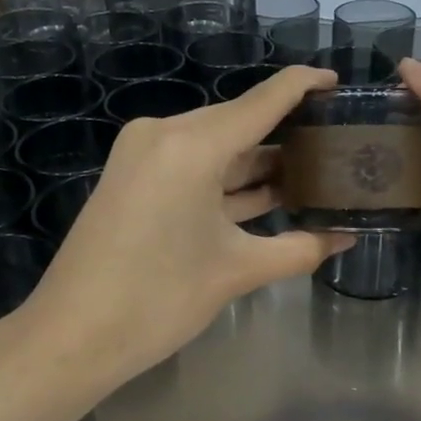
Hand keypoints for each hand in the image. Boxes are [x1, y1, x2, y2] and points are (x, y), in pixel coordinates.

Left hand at [16, 66, 353, 387]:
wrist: (72, 337)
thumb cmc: (159, 300)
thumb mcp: (236, 272)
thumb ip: (299, 249)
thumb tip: (347, 238)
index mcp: (192, 145)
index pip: (263, 101)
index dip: (304, 85)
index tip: (339, 82)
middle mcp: (165, 134)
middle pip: (239, 123)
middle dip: (287, 136)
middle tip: (337, 146)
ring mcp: (144, 155)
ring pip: (217, 148)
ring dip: (259, 163)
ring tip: (314, 172)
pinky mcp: (134, 178)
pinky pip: (193, 167)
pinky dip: (228, 181)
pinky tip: (268, 194)